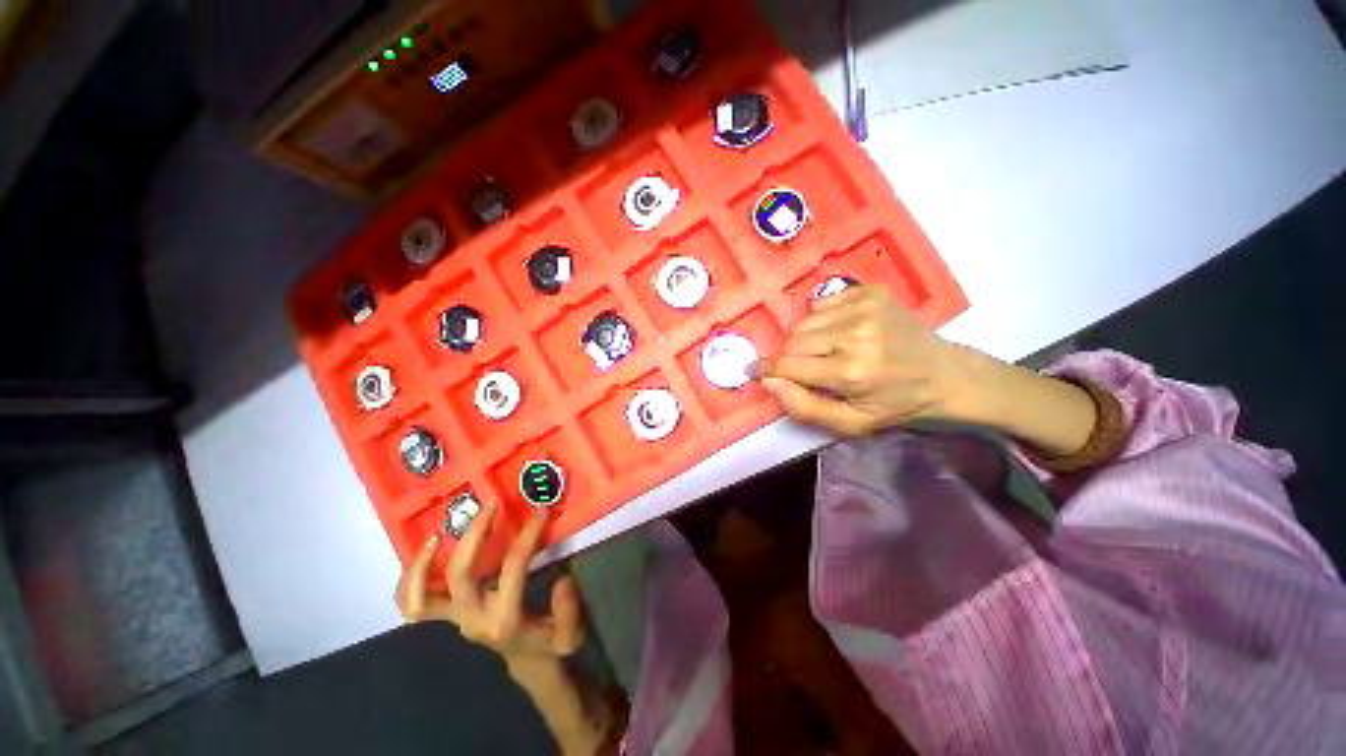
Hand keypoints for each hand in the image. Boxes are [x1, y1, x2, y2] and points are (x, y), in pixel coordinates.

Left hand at [395, 503, 583, 660]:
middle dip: (473, 536)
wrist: (526, 661)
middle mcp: (473, 618)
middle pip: (460, 575)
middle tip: (491, 506)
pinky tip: (427, 554)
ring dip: (422, 565)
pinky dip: (409, 581)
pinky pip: (413, 604)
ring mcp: (454, 619)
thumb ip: (568, 610)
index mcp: (505, 619)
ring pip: (419, 599)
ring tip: (438, 534)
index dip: (528, 535)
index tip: (541, 511)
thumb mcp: (569, 635)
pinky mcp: (446, 617)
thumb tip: (564, 580)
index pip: (513, 568)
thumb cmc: (549, 643)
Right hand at [759, 284, 982, 435]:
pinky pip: (820, 302)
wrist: (945, 375)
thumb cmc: (894, 405)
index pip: (788, 366)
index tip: (753, 371)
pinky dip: (821, 319)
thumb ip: (804, 407)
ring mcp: (864, 306)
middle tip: (810, 370)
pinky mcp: (870, 291)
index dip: (766, 370)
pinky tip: (841, 332)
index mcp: (851, 371)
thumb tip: (768, 381)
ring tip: (828, 351)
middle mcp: (855, 333)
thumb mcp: (851, 424)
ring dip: (806, 339)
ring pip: (804, 321)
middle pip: (793, 341)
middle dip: (791, 358)